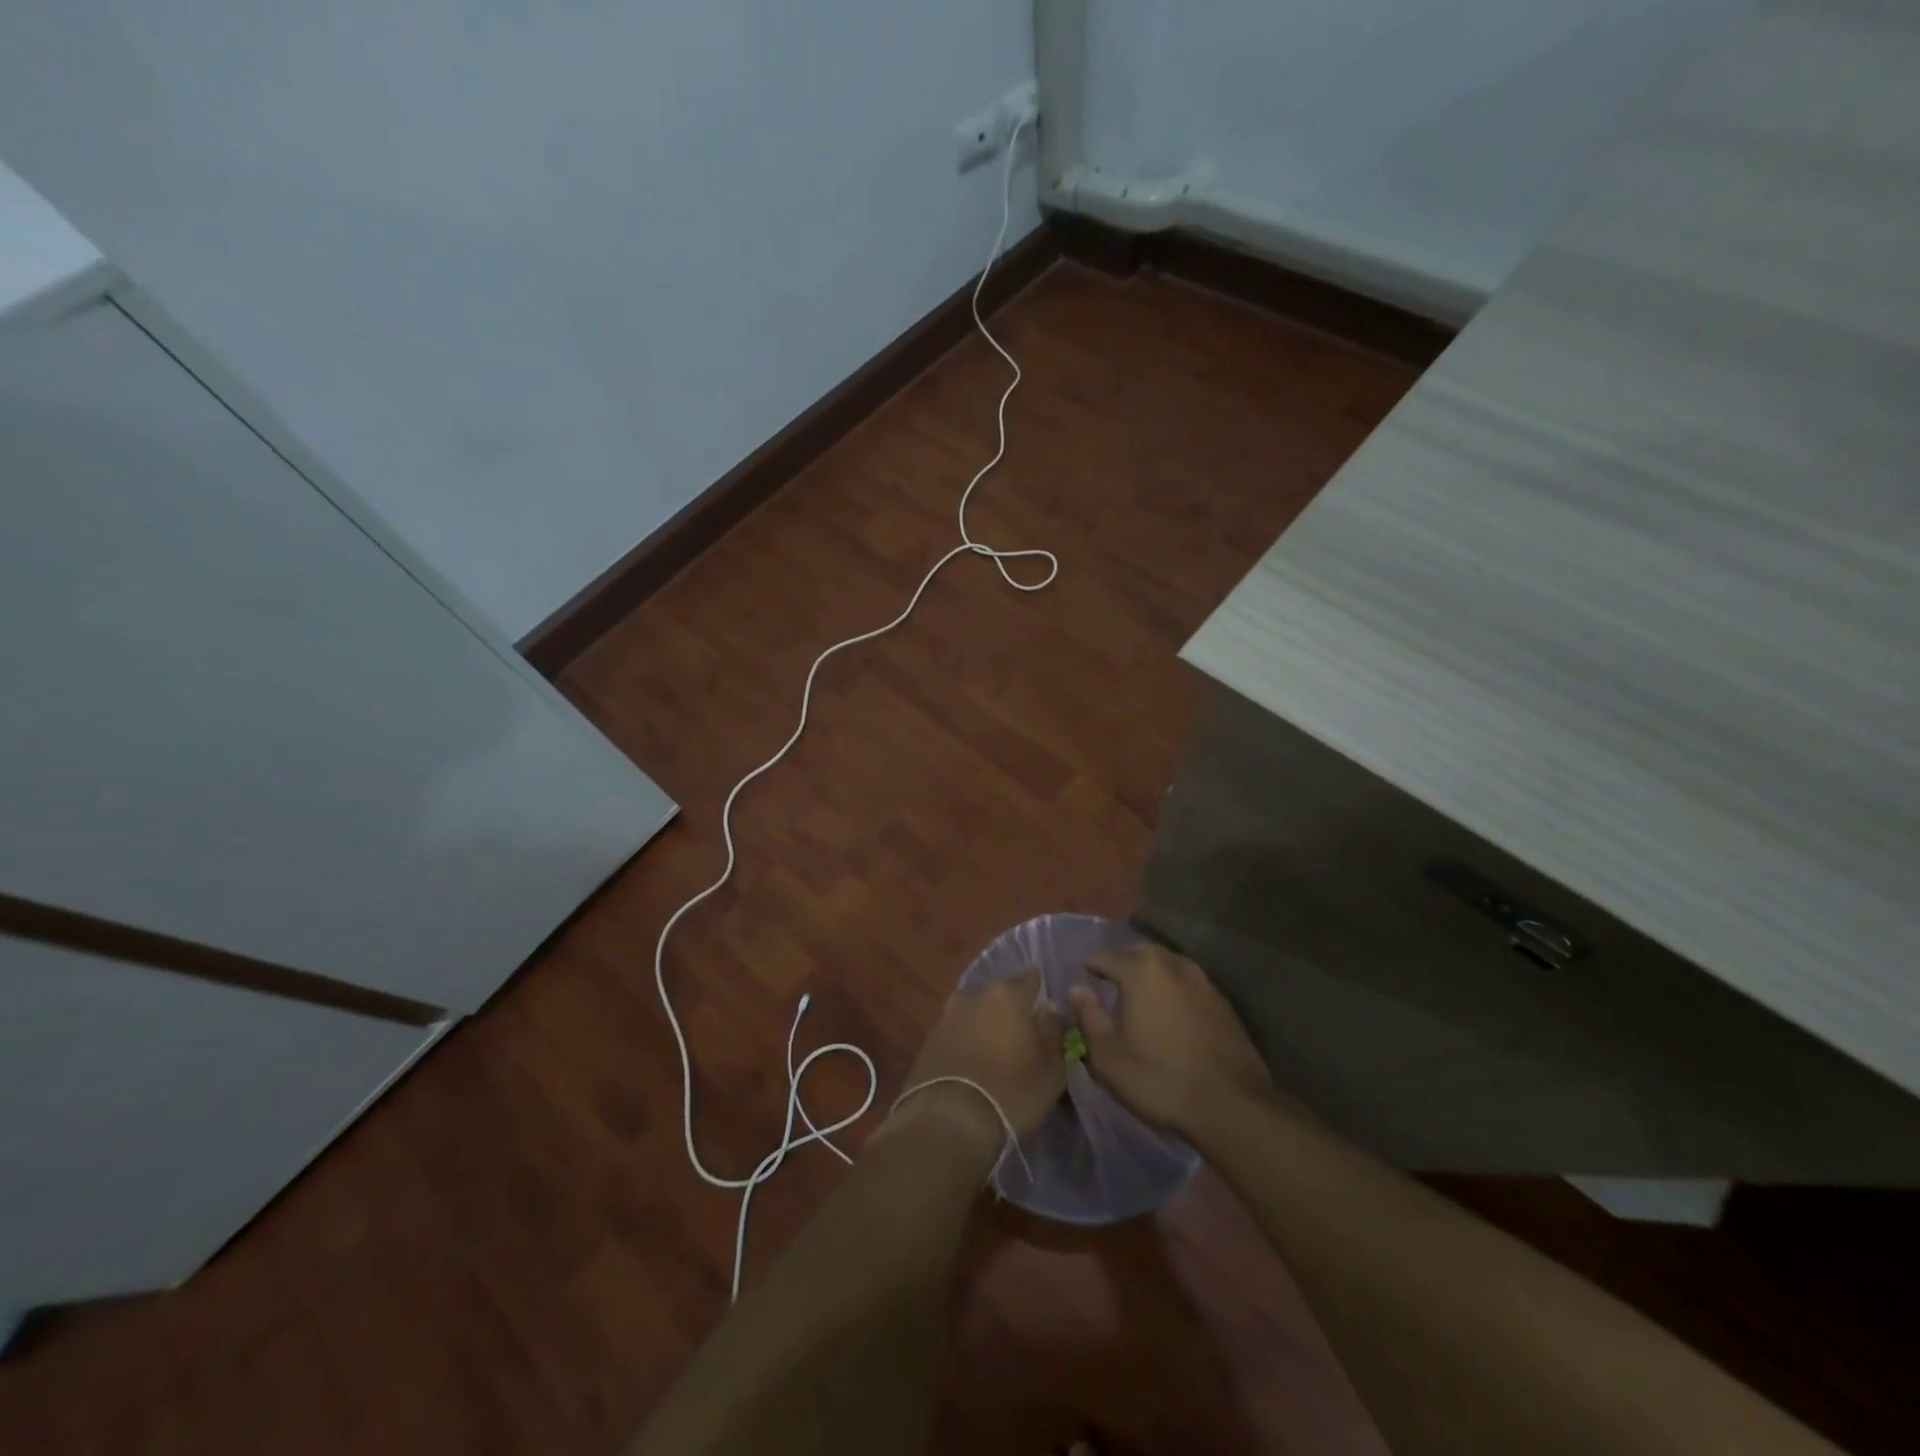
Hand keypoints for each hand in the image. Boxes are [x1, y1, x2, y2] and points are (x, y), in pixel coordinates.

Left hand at [896, 969, 1067, 1143]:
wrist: (948, 1122)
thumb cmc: (1011, 1092)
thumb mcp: (1051, 1069)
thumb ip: (1053, 1031)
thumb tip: (1050, 1007)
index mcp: (1006, 994)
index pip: (1030, 978)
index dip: (1040, 993)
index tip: (1045, 1014)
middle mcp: (973, 995)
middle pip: (998, 994)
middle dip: (1009, 1010)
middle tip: (1019, 1038)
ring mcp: (946, 1016)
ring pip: (973, 1012)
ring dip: (983, 1026)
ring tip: (993, 1055)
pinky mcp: (927, 1039)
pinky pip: (954, 1032)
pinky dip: (963, 1042)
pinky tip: (970, 1066)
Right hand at [1068, 943, 1272, 1139]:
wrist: (1231, 1105)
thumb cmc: (1159, 1078)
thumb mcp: (1108, 1056)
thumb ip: (1088, 1016)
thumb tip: (1076, 988)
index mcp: (1142, 970)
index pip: (1106, 957)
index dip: (1090, 965)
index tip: (1081, 975)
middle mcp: (1173, 964)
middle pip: (1139, 953)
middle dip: (1122, 962)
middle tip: (1108, 980)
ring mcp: (1203, 981)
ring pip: (1167, 965)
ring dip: (1150, 973)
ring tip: (1138, 992)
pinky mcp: (1223, 1002)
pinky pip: (1188, 983)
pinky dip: (1173, 988)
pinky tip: (1170, 1010)